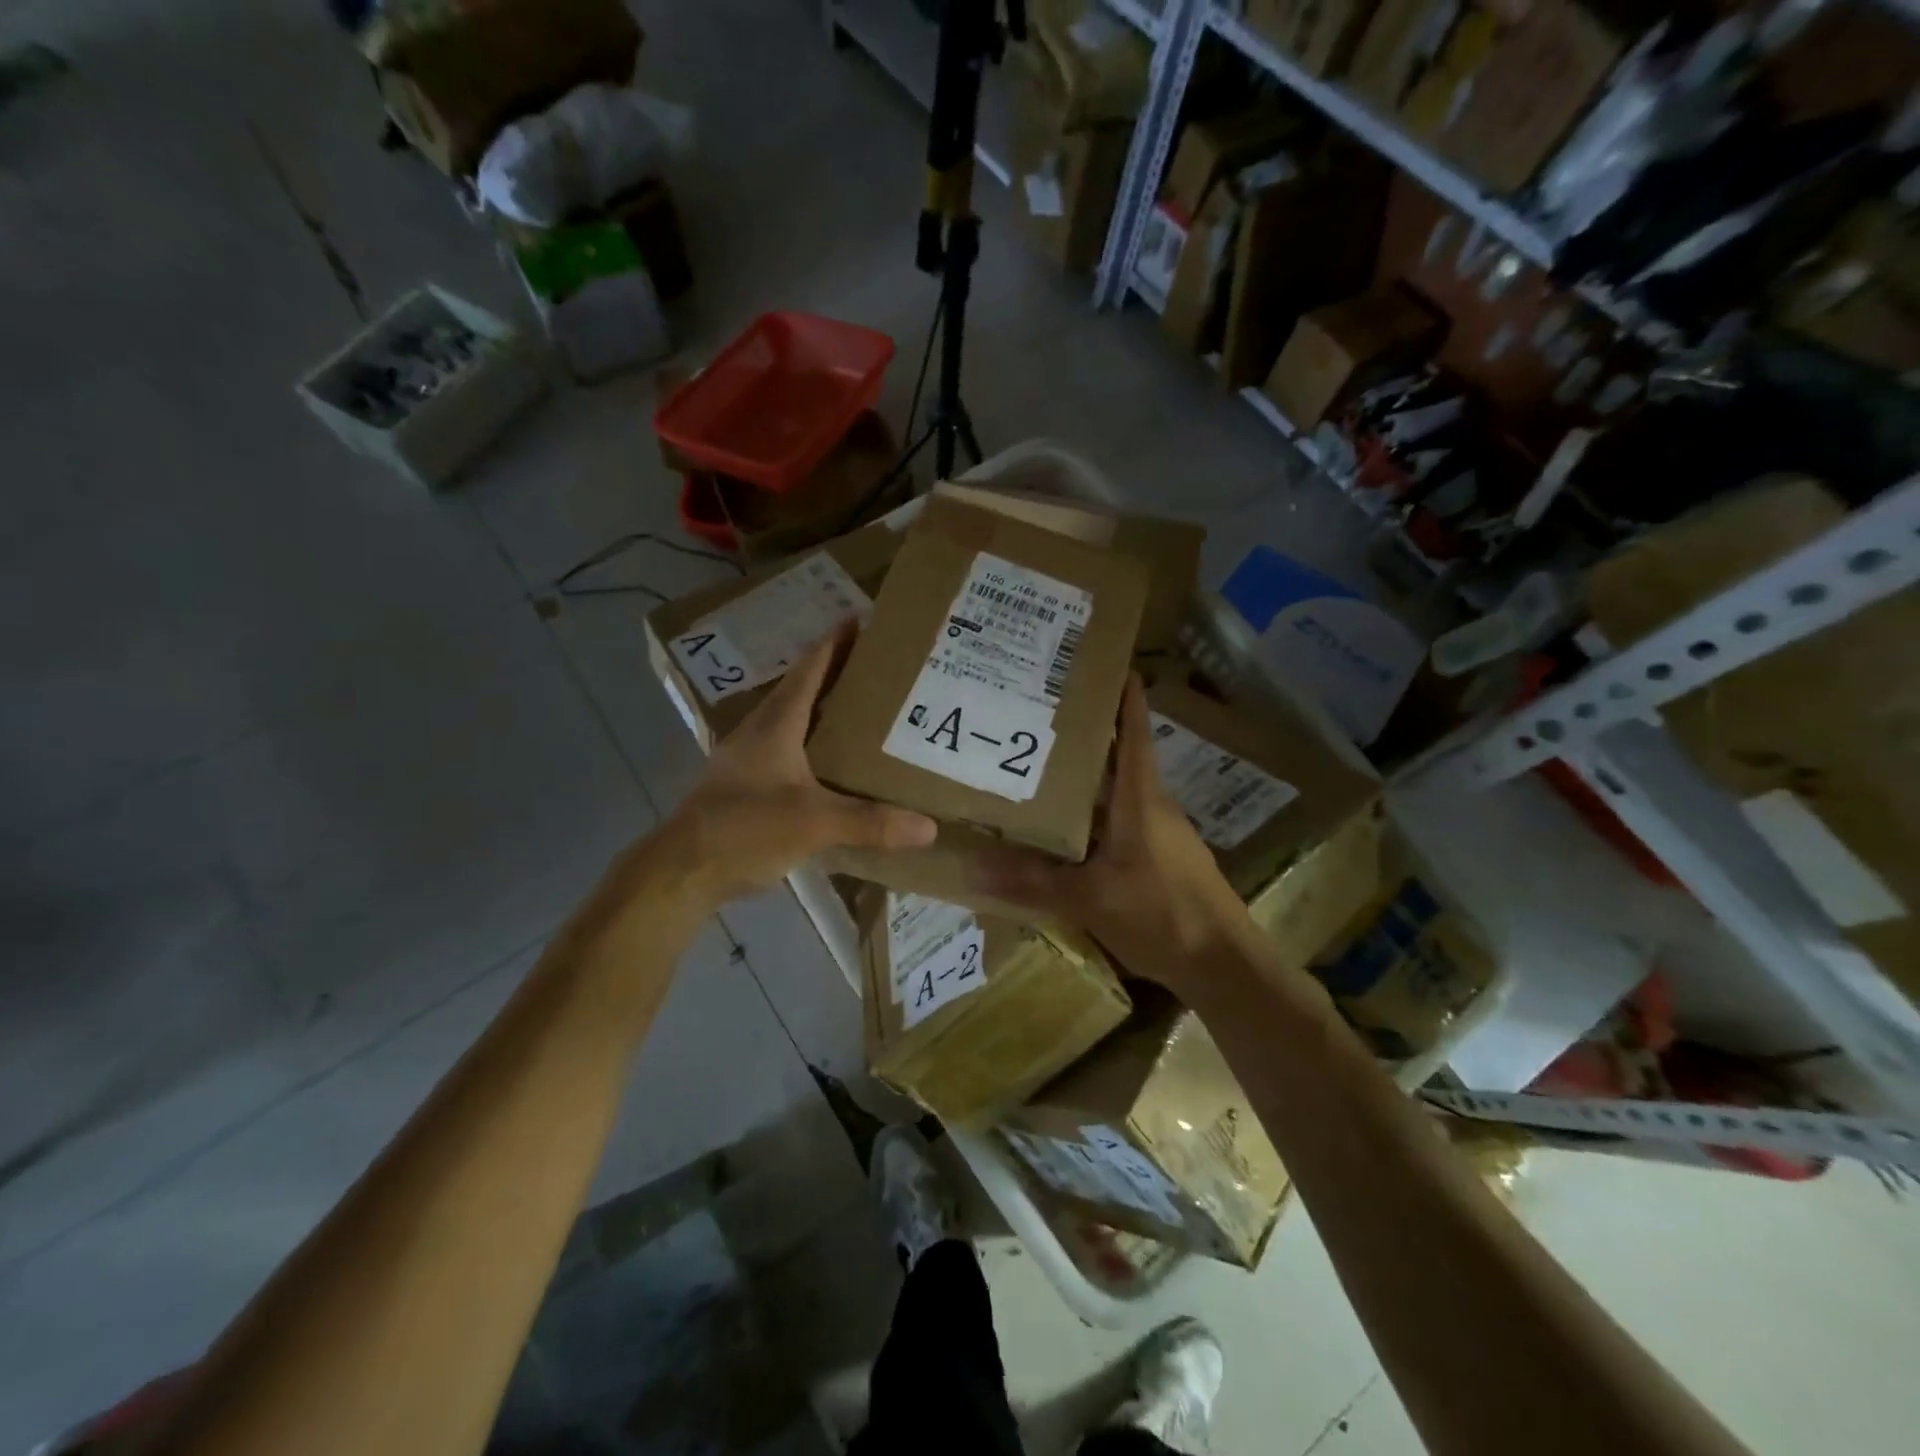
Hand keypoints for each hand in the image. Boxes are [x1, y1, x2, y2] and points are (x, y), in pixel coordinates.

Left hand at [663, 623, 936, 905]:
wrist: (682, 870)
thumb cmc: (745, 829)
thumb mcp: (814, 823)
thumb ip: (870, 822)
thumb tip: (928, 827)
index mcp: (775, 725)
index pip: (808, 671)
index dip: (833, 644)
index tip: (858, 618)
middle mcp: (759, 732)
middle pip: (799, 690)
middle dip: (832, 673)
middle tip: (873, 666)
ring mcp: (746, 759)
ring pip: (789, 721)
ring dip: (819, 708)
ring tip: (858, 709)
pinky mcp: (742, 784)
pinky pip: (783, 750)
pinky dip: (809, 743)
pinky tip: (828, 761)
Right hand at [968, 675, 1249, 989]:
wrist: (1223, 963)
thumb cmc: (1160, 913)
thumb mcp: (1088, 899)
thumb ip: (1032, 882)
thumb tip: (973, 866)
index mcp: (1141, 800)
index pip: (1135, 734)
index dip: (1125, 699)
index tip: (1110, 665)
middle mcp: (1154, 807)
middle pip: (1122, 760)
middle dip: (1090, 738)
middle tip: (1046, 717)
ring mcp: (1163, 834)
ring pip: (1121, 795)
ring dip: (1092, 781)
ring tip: (1047, 769)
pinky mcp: (1164, 860)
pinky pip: (1124, 825)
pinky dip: (1098, 817)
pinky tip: (1071, 833)